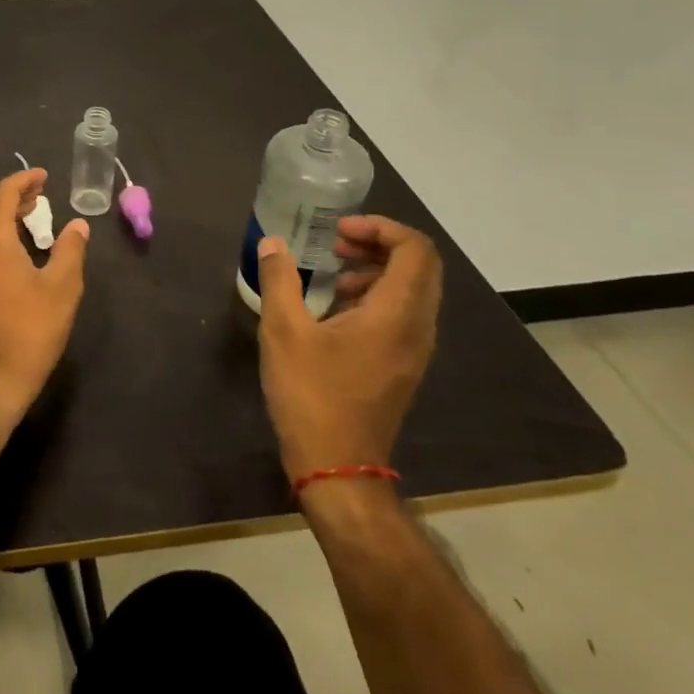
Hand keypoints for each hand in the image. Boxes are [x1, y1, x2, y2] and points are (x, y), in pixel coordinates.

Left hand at [0, 169, 89, 420]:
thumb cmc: (30, 330)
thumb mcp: (62, 288)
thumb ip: (70, 250)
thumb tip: (78, 225)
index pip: (2, 193)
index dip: (23, 180)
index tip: (43, 177)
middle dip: (12, 196)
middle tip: (38, 195)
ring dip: (0, 216)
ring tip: (28, 218)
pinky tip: (11, 251)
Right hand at [257, 215, 441, 475]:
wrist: (338, 466)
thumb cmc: (311, 394)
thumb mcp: (283, 331)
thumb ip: (279, 279)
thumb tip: (273, 243)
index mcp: (397, 314)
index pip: (415, 250)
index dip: (381, 227)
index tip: (338, 229)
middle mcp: (417, 327)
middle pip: (419, 266)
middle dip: (378, 243)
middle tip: (335, 242)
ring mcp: (414, 349)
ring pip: (413, 290)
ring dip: (377, 268)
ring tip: (334, 271)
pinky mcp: (402, 364)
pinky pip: (402, 312)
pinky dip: (376, 294)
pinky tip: (336, 306)